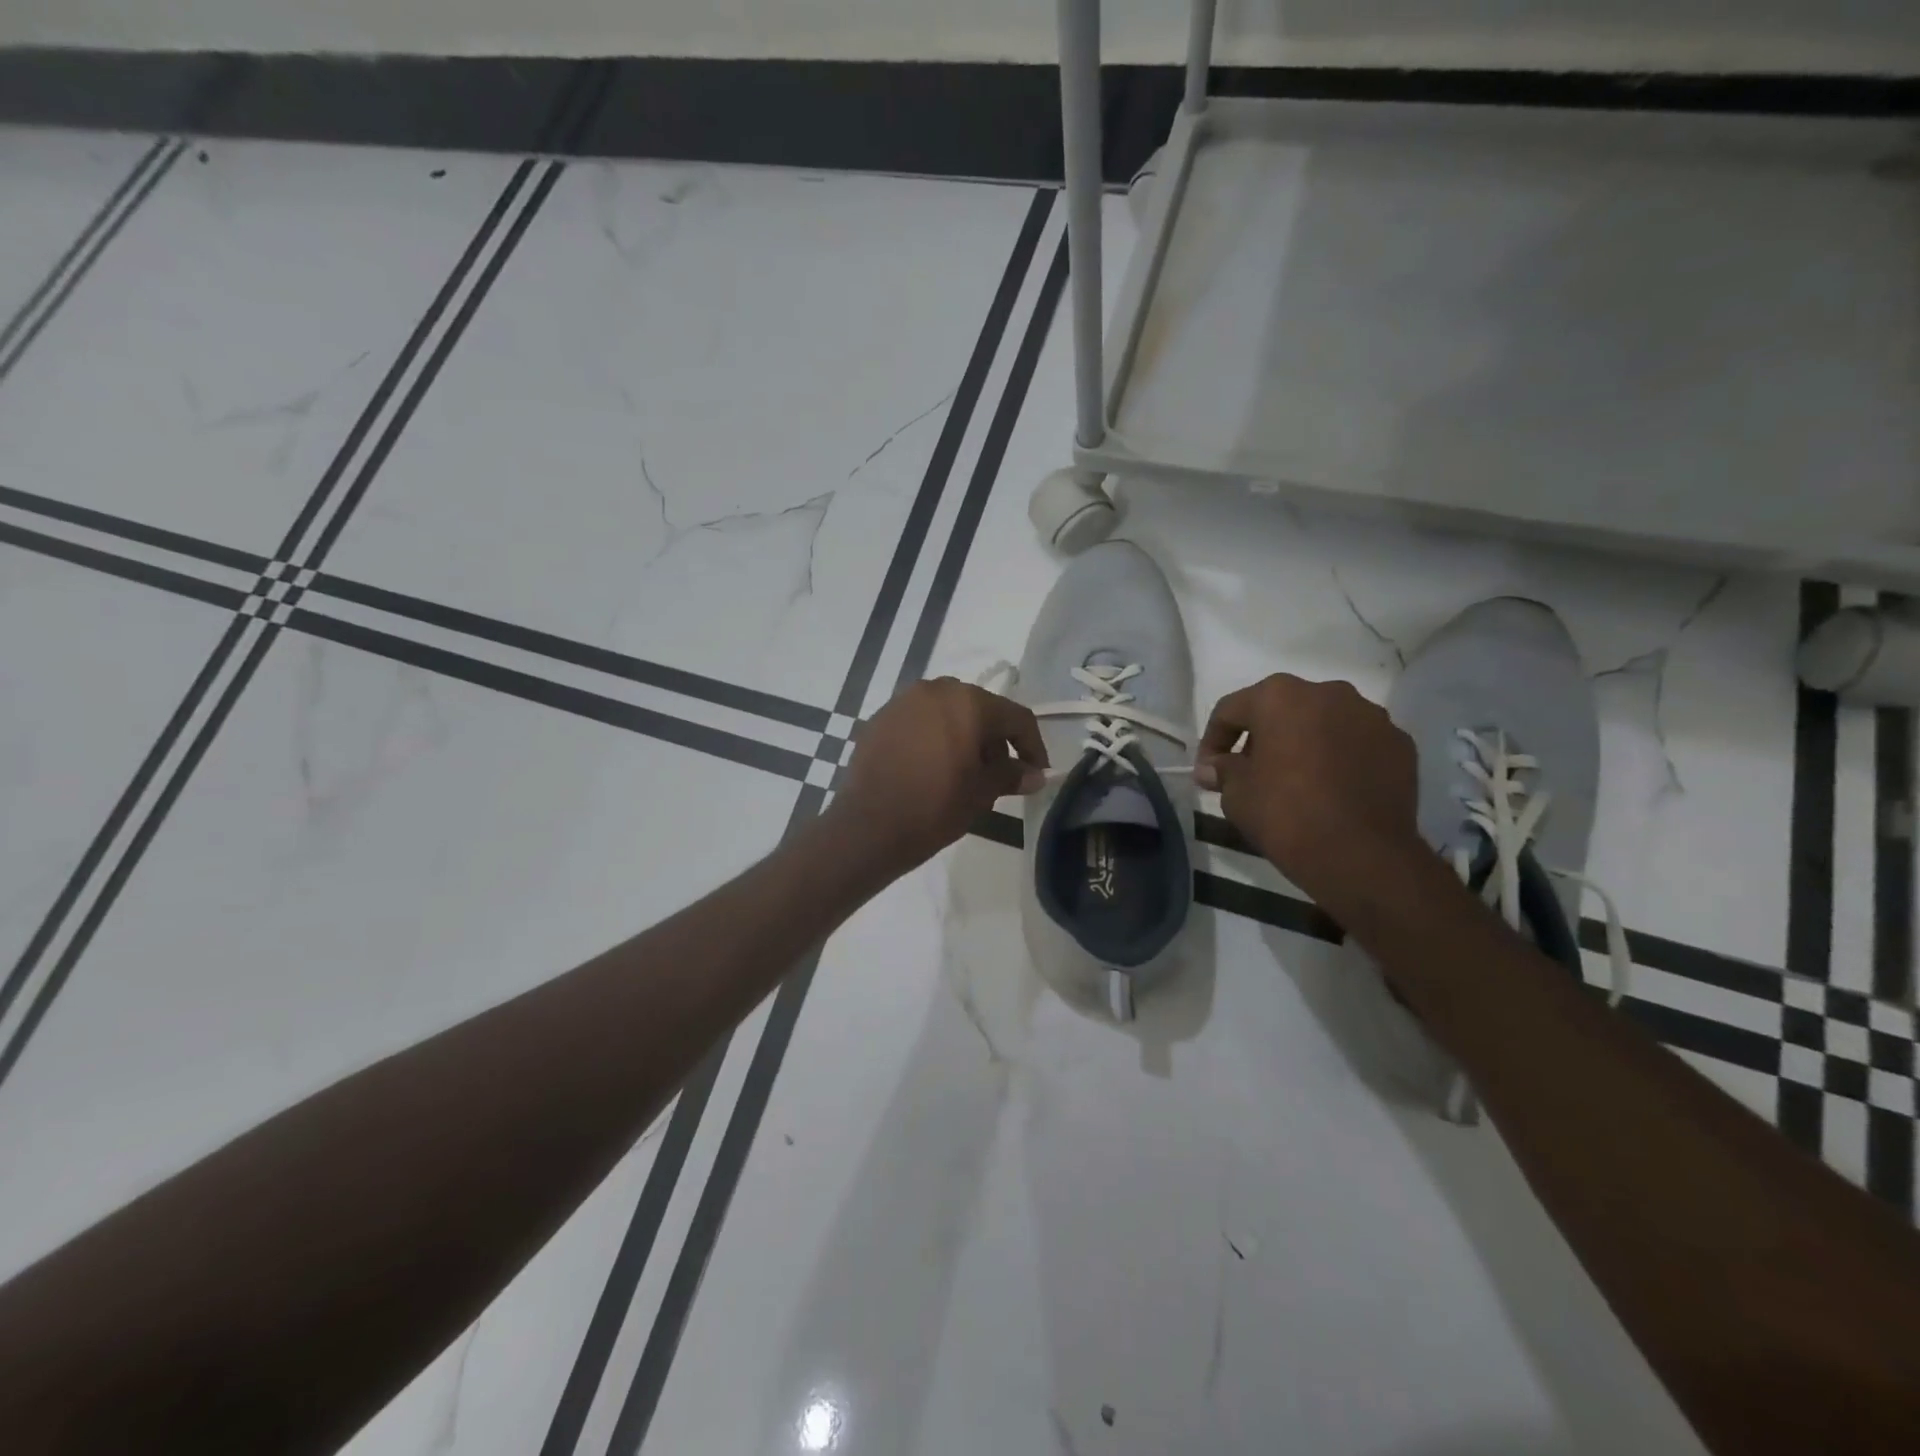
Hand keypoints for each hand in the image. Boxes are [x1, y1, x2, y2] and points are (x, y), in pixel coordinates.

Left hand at [827, 678, 1047, 871]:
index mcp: (968, 702)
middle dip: (994, 740)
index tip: (1036, 772)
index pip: (1015, 717)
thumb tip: (1034, 774)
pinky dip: (933, 738)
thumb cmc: (934, 807)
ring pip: (948, 713)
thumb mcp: (981, 793)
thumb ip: (1011, 775)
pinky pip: (919, 722)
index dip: (1032, 746)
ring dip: (963, 736)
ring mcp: (903, 701)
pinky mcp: (880, 718)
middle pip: (980, 710)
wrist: (868, 827)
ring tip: (964, 773)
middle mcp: (936, 690)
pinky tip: (931, 768)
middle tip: (999, 775)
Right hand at [1195, 674, 1420, 906]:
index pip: (1231, 710)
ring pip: (1324, 723)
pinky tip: (1332, 790)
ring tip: (1295, 780)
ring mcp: (1370, 716)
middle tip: (1250, 773)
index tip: (1208, 771)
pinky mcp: (1399, 744)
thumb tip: (1214, 768)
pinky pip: (1357, 744)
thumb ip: (1223, 771)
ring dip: (1304, 743)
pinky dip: (1340, 758)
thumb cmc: (1286, 814)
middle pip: (1282, 709)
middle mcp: (1328, 693)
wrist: (1362, 855)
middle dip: (1262, 737)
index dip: (1213, 741)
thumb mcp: (1236, 794)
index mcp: (1280, 696)